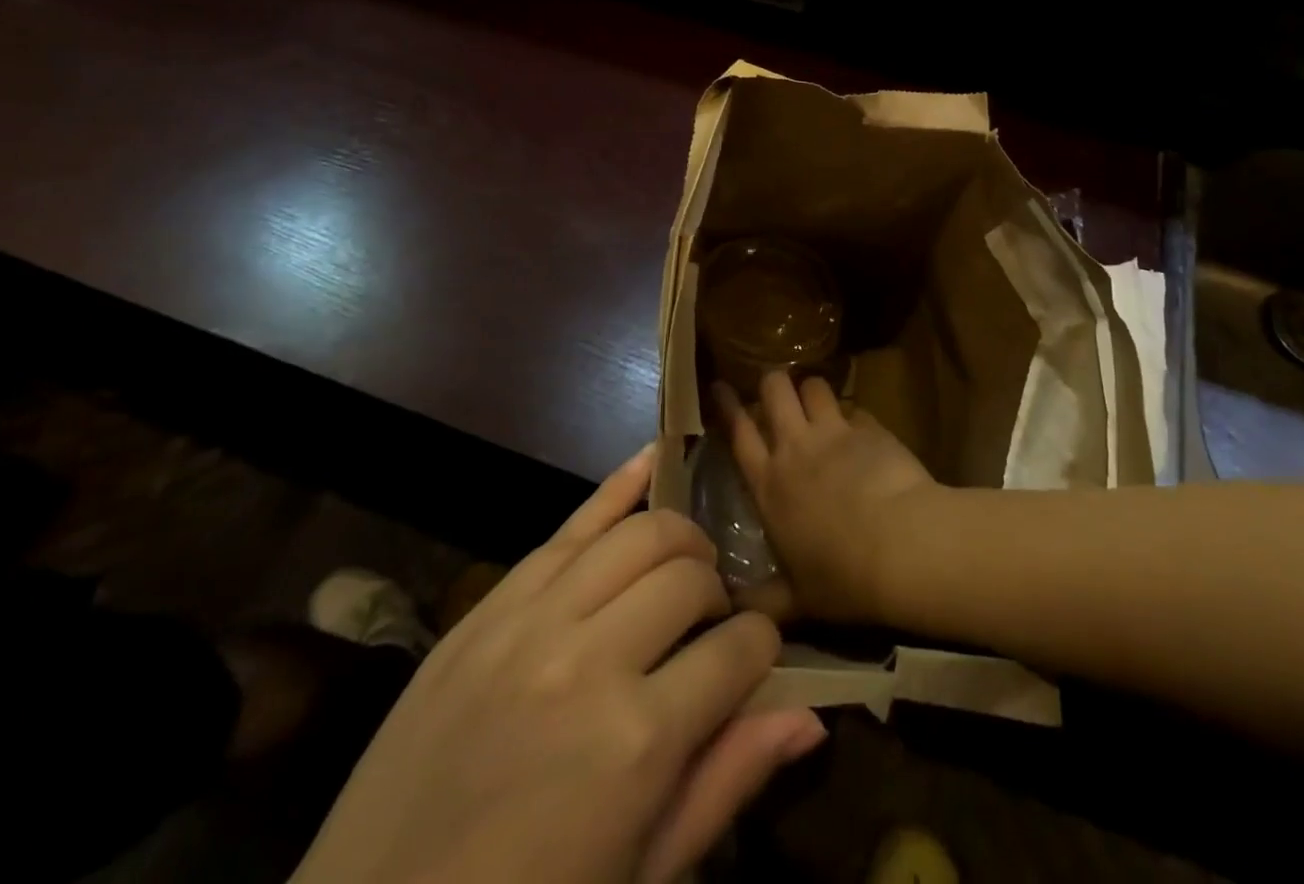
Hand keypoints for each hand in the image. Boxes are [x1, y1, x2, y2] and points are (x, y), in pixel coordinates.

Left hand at [290, 446, 825, 883]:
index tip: (757, 658)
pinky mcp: (492, 603)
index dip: (763, 648)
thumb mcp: (639, 875)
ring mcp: (533, 619)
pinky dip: (619, 486)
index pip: (741, 649)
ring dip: (680, 542)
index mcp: (638, 742)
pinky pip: (569, 523)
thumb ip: (725, 783)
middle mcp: (591, 658)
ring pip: (641, 532)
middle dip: (720, 593)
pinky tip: (653, 460)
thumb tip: (811, 714)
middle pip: (692, 575)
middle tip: (711, 623)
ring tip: (685, 568)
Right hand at [717, 371, 937, 624]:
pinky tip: (861, 431)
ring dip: (812, 391)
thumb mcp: (797, 600)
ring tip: (817, 403)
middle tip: (778, 393)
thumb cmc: (843, 577)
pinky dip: (854, 416)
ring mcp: (833, 432)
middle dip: (773, 383)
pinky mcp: (870, 427)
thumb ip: (764, 601)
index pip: (738, 432)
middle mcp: (795, 447)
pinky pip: (855, 407)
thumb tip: (732, 612)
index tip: (720, 386)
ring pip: (813, 385)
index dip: (727, 405)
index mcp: (769, 484)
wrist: (902, 546)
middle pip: (774, 390)